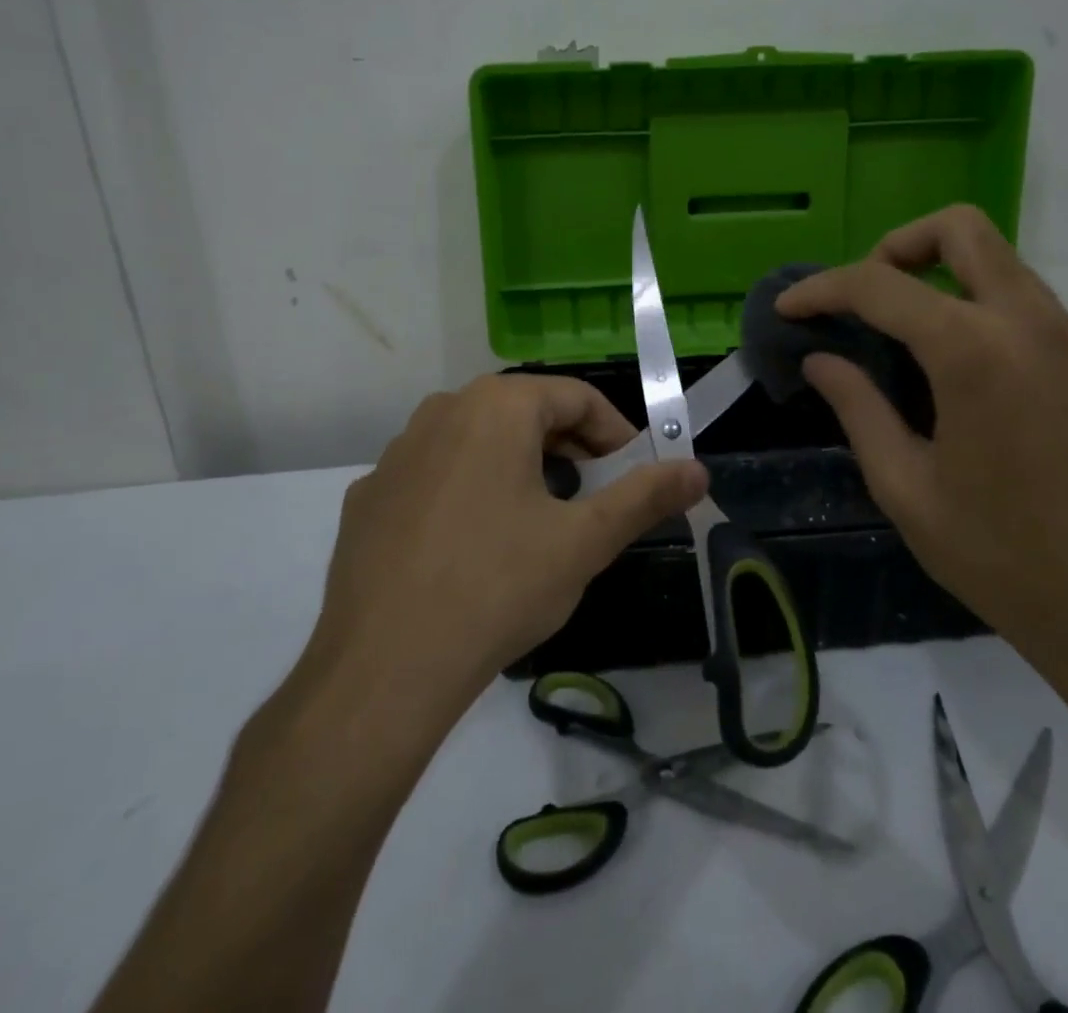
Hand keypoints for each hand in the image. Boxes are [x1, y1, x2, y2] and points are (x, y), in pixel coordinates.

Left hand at [305, 374, 707, 708]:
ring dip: (519, 467)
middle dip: (571, 449)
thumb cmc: (497, 588)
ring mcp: (397, 453)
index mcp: (495, 406)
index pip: (576, 397)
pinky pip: (436, 476)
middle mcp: (441, 411)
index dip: (616, 433)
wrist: (381, 669)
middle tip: (595, 498)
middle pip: (525, 413)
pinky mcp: (369, 496)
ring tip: (540, 521)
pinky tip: (473, 547)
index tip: (636, 473)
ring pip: (478, 441)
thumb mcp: (584, 543)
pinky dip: (468, 491)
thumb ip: (645, 498)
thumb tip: (698, 471)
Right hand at [777, 206, 1067, 685]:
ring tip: (905, 336)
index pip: (879, 285)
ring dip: (942, 276)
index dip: (822, 290)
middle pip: (960, 229)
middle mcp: (1030, 324)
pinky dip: (981, 310)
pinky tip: (962, 374)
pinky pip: (1029, 305)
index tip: (789, 308)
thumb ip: (857, 407)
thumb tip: (820, 359)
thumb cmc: (1000, 557)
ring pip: (1000, 262)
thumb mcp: (904, 486)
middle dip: (897, 246)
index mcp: (973, 352)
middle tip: (864, 299)